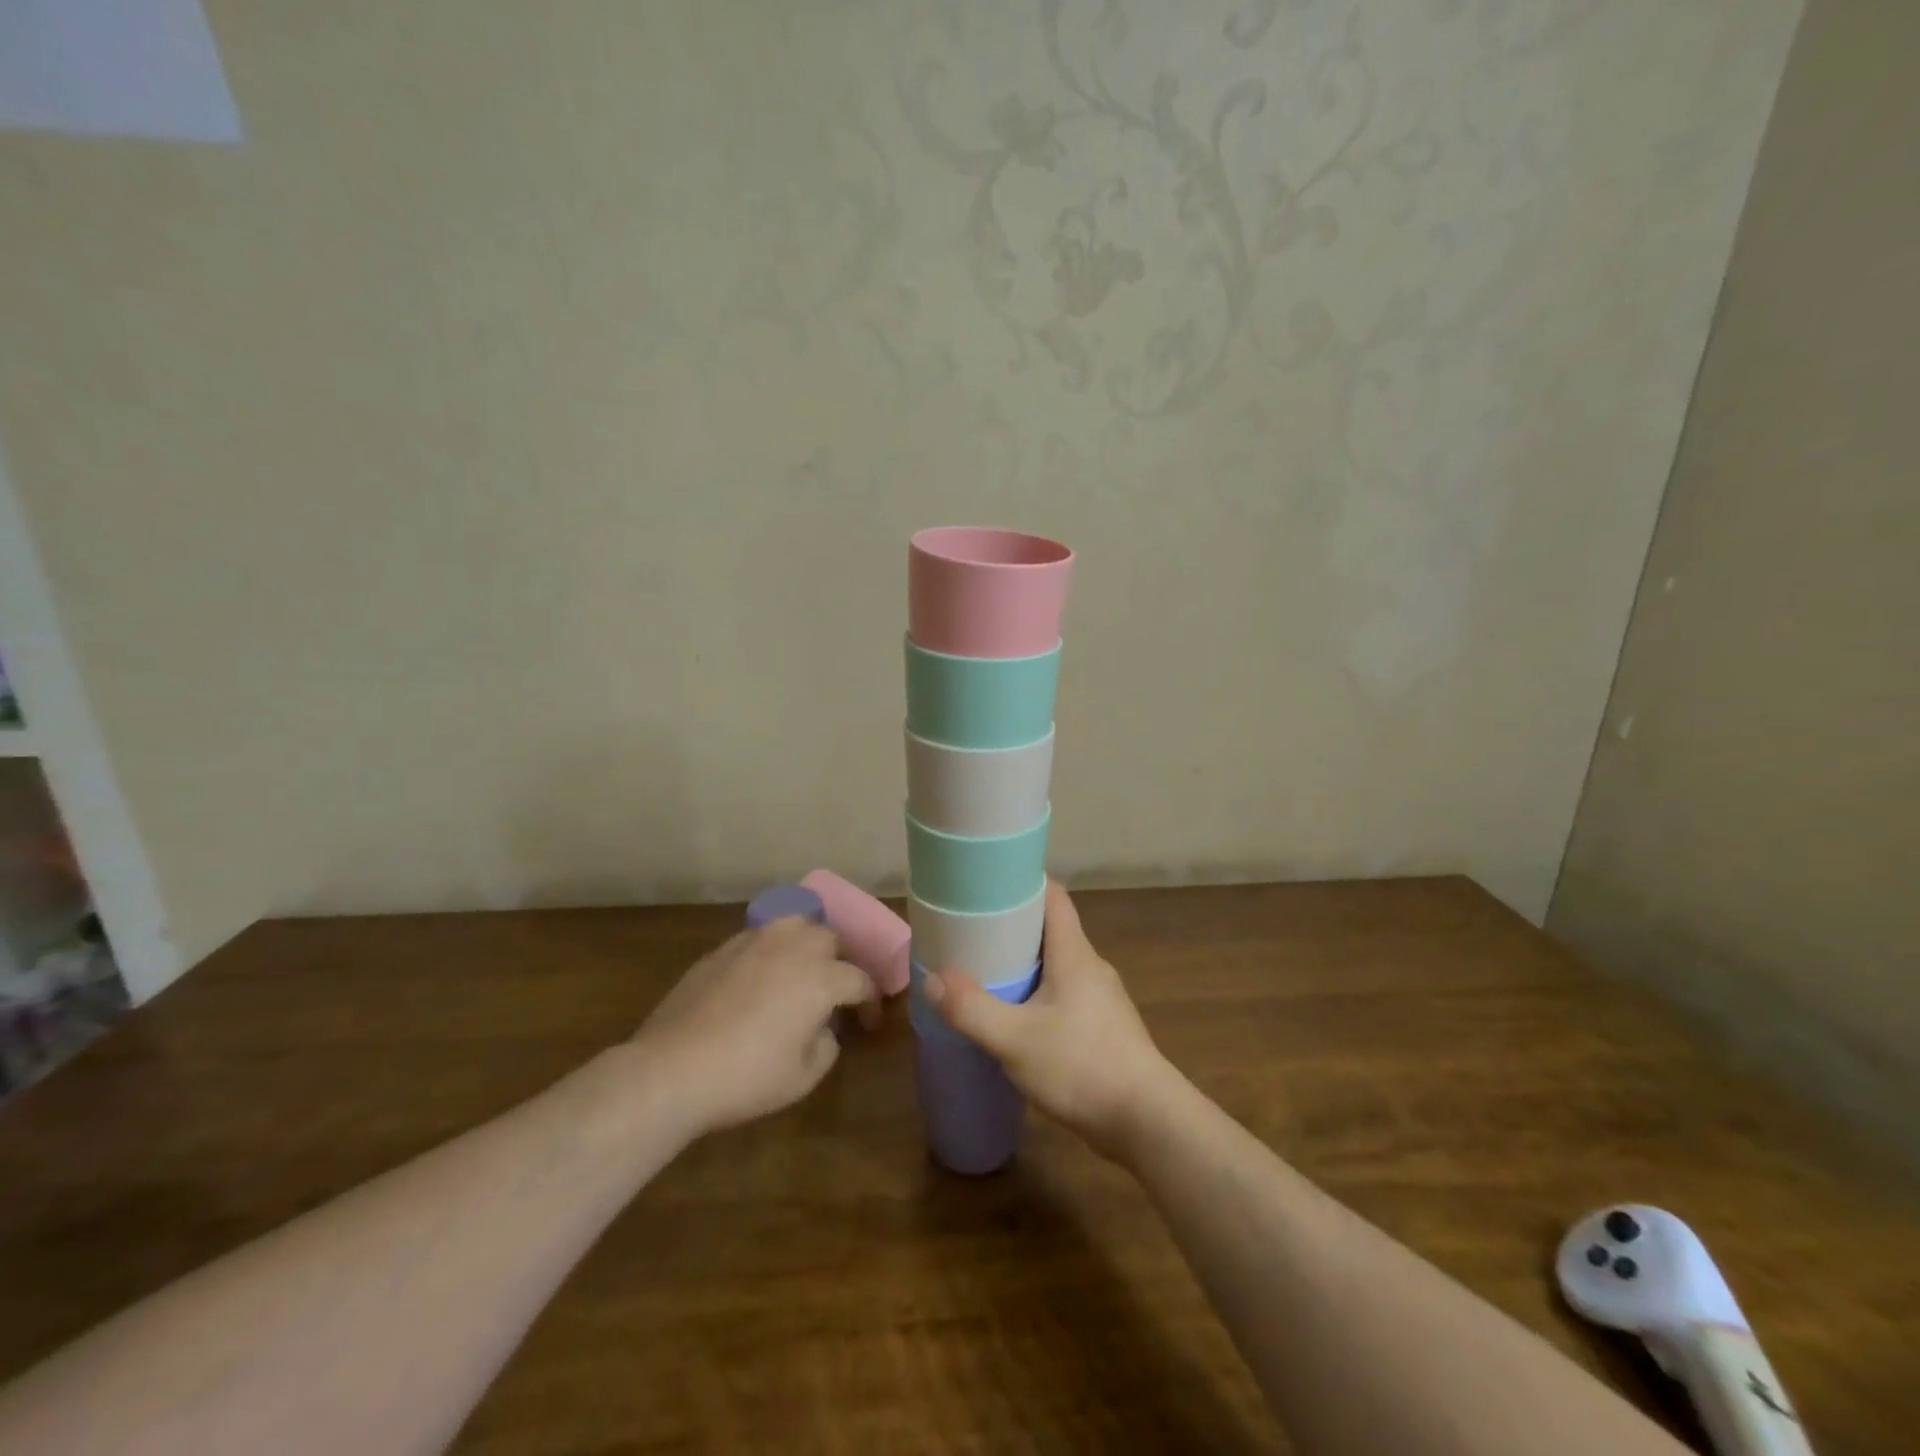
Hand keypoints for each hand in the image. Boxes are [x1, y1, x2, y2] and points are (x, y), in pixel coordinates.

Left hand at [630, 917, 877, 1140]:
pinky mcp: (723, 948)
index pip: (861, 979)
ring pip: (795, 925)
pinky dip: (772, 951)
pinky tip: (761, 976)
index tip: (869, 1021)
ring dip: (807, 944)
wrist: (673, 1068)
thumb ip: (827, 1044)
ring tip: (801, 970)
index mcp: (821, 977)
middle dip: (840, 962)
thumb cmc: (747, 1076)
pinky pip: (760, 937)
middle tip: (834, 991)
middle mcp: (793, 947)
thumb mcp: (803, 1077)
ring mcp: (755, 942)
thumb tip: (824, 1028)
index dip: (871, 1001)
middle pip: (830, 939)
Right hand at [923, 881, 1177, 1159]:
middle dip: (1013, 928)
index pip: (1053, 897)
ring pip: (1058, 966)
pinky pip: (1066, 995)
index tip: (988, 886)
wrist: (1146, 1121)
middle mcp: (1091, 966)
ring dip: (1026, 966)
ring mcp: (1102, 998)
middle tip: (973, 935)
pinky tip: (1019, 1020)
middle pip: (1051, 930)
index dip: (1022, 883)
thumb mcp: (1014, 1039)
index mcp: (1074, 953)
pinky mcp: (1105, 1027)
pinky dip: (1040, 995)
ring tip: (988, 976)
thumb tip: (933, 979)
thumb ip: (971, 1009)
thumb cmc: (1081, 1066)